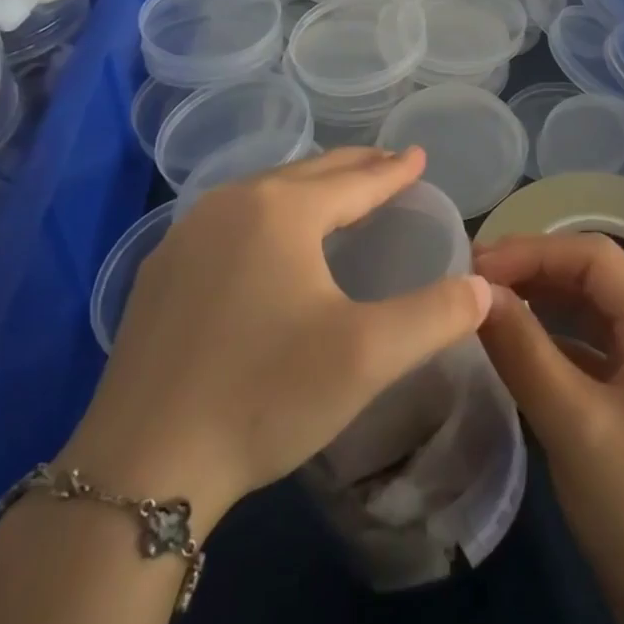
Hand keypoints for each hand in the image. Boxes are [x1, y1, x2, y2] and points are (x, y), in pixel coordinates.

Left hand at [61, 148, 493, 531]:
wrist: (139, 467)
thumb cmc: (264, 396)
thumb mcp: (368, 356)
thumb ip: (436, 315)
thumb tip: (484, 287)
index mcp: (281, 211)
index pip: (354, 180)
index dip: (392, 170)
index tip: (418, 155)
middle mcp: (230, 205)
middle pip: (307, 174)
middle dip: (353, 167)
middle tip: (388, 163)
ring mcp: (186, 237)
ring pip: (264, 193)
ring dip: (308, 189)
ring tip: (338, 194)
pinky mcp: (160, 273)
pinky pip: (230, 221)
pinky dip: (268, 215)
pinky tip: (269, 241)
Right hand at [474, 233, 623, 623]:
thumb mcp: (574, 425)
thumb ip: (523, 351)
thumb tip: (475, 292)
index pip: (594, 258)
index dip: (533, 251)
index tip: (475, 265)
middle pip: (593, 278)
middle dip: (534, 271)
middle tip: (471, 280)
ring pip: (590, 310)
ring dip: (540, 301)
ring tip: (484, 304)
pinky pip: (591, 347)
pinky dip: (552, 339)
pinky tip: (514, 345)